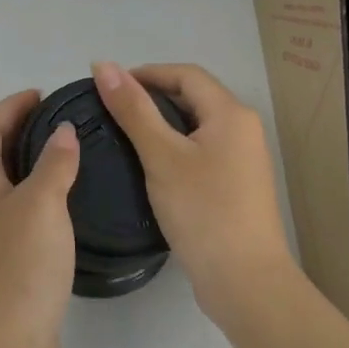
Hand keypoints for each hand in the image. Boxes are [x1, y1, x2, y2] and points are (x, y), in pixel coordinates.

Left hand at [0, 90, 80, 347]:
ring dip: (27, 160)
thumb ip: (55, 163)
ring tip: (66, 154)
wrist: (3, 346)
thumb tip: (63, 132)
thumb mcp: (42, 205)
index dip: (10, 106)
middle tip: (59, 121)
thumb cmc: (19, 267)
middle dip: (19, 129)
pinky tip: (63, 203)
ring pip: (3, 181)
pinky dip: (34, 192)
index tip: (42, 96)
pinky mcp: (0, 259)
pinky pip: (15, 208)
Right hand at [92, 61, 297, 327]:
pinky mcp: (236, 185)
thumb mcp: (161, 156)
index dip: (146, 73)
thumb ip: (132, 109)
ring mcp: (242, 159)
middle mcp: (242, 129)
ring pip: (195, 125)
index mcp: (231, 114)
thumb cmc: (202, 210)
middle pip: (193, 97)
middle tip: (111, 110)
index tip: (107, 87)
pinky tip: (149, 165)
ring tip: (123, 134)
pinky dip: (173, 147)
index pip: (185, 74)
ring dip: (161, 123)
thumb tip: (103, 65)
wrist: (244, 281)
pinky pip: (201, 150)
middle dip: (152, 96)